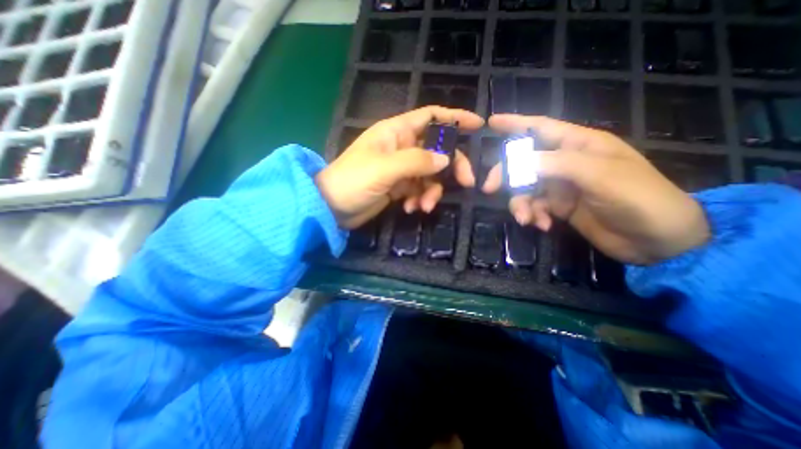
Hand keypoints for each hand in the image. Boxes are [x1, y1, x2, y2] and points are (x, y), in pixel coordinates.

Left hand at [318, 108, 481, 229]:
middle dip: (452, 165)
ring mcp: (401, 169)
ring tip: (423, 206)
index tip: (478, 126)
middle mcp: (401, 147)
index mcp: (396, 132)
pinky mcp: (398, 187)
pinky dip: (419, 199)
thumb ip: (417, 161)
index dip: (455, 118)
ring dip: (432, 191)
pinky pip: (419, 190)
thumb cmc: (353, 181)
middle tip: (466, 182)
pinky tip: (410, 209)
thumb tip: (446, 159)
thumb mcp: (385, 169)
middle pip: (437, 149)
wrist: (332, 207)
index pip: (431, 116)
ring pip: (430, 174)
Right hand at [482, 113, 705, 266]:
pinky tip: (542, 226)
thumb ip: (556, 164)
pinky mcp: (558, 207)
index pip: (541, 128)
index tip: (491, 123)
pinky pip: (534, 207)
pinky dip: (533, 216)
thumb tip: (516, 161)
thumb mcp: (599, 175)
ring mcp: (560, 186)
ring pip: (524, 188)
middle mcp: (565, 163)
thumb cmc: (638, 198)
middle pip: (523, 162)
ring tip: (526, 219)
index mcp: (579, 145)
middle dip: (506, 175)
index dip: (515, 123)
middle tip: (489, 189)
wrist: (656, 241)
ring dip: (520, 204)